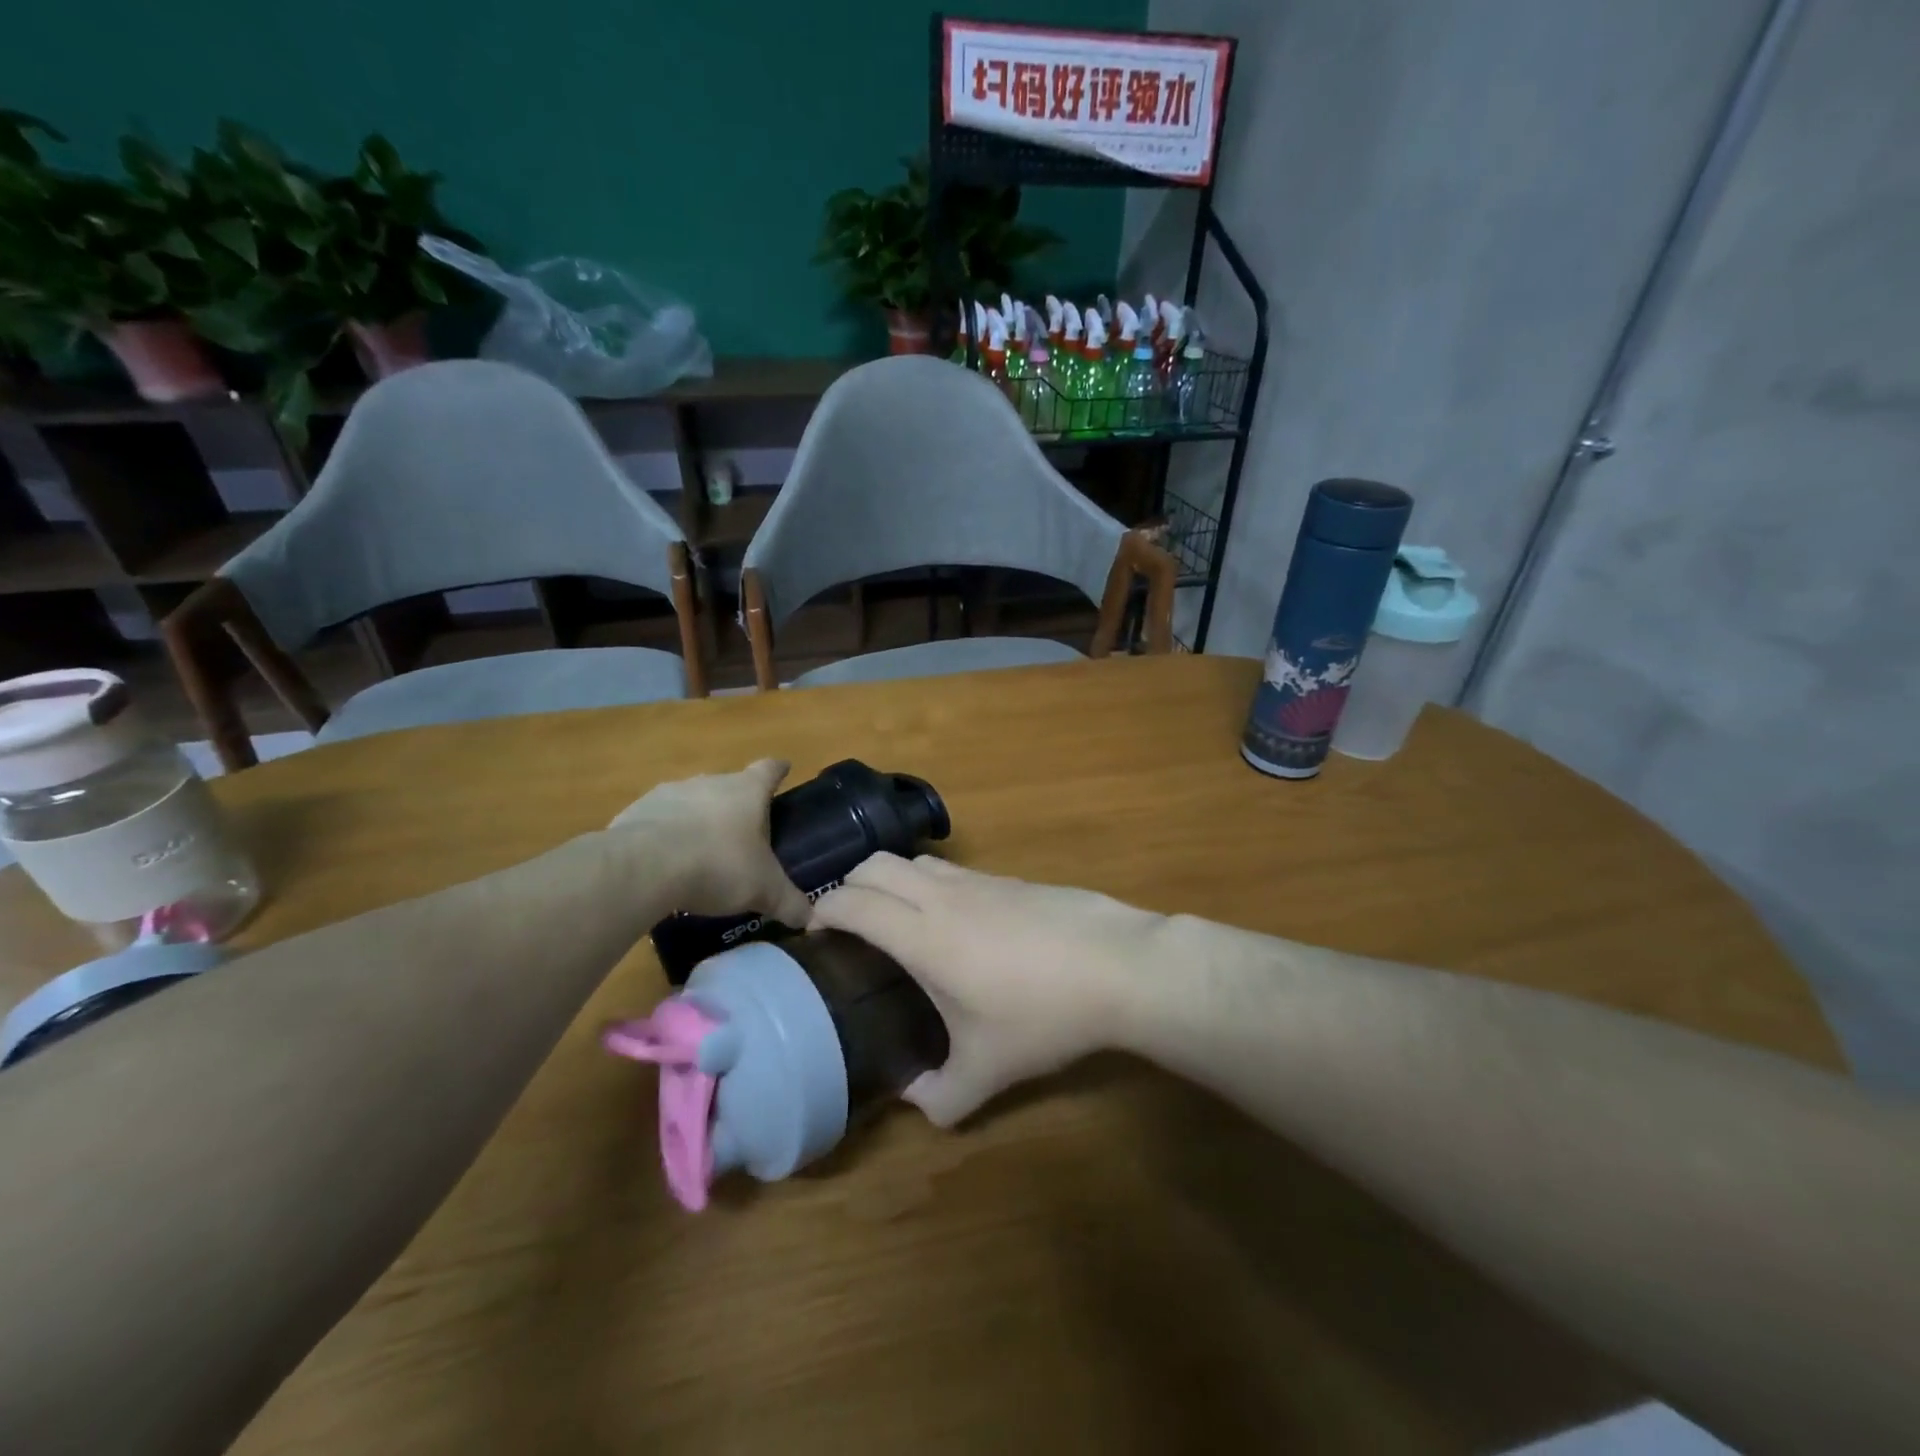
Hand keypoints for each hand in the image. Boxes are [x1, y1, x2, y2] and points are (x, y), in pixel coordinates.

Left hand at [609, 760, 810, 926]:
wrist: (644, 867)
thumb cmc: (718, 865)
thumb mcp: (764, 890)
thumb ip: (789, 902)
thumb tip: (811, 918)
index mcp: (747, 791)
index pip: (769, 770)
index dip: (778, 771)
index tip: (783, 770)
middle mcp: (710, 782)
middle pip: (730, 787)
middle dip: (737, 807)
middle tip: (743, 838)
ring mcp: (670, 793)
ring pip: (692, 802)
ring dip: (698, 821)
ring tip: (701, 856)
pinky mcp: (636, 811)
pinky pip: (657, 821)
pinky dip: (664, 837)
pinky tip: (664, 865)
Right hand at [810, 854, 1163, 1125]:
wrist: (1118, 966)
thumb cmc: (1043, 1015)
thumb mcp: (988, 1072)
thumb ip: (941, 1097)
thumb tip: (913, 1100)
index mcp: (922, 935)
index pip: (853, 901)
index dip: (823, 911)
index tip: (817, 936)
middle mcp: (942, 896)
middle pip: (875, 864)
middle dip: (850, 887)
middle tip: (852, 927)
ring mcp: (979, 881)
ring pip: (915, 860)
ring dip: (892, 880)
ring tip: (900, 920)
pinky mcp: (1010, 878)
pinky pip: (953, 870)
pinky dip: (932, 883)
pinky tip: (956, 923)